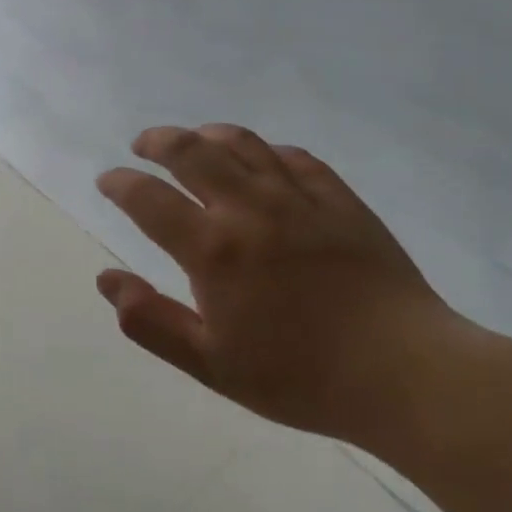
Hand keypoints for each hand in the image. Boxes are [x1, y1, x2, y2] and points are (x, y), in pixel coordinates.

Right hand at [94, 124, 460, 445]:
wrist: (405, 374)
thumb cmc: (300, 377)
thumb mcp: (211, 365)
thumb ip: (151, 321)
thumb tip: (106, 279)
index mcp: (213, 249)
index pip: (149, 199)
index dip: (120, 184)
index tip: (108, 181)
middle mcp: (250, 208)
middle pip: (192, 151)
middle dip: (158, 141)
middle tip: (143, 146)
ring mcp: (299, 198)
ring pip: (242, 143)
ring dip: (207, 134)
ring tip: (193, 140)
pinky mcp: (340, 199)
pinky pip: (294, 157)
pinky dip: (265, 150)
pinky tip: (260, 159)